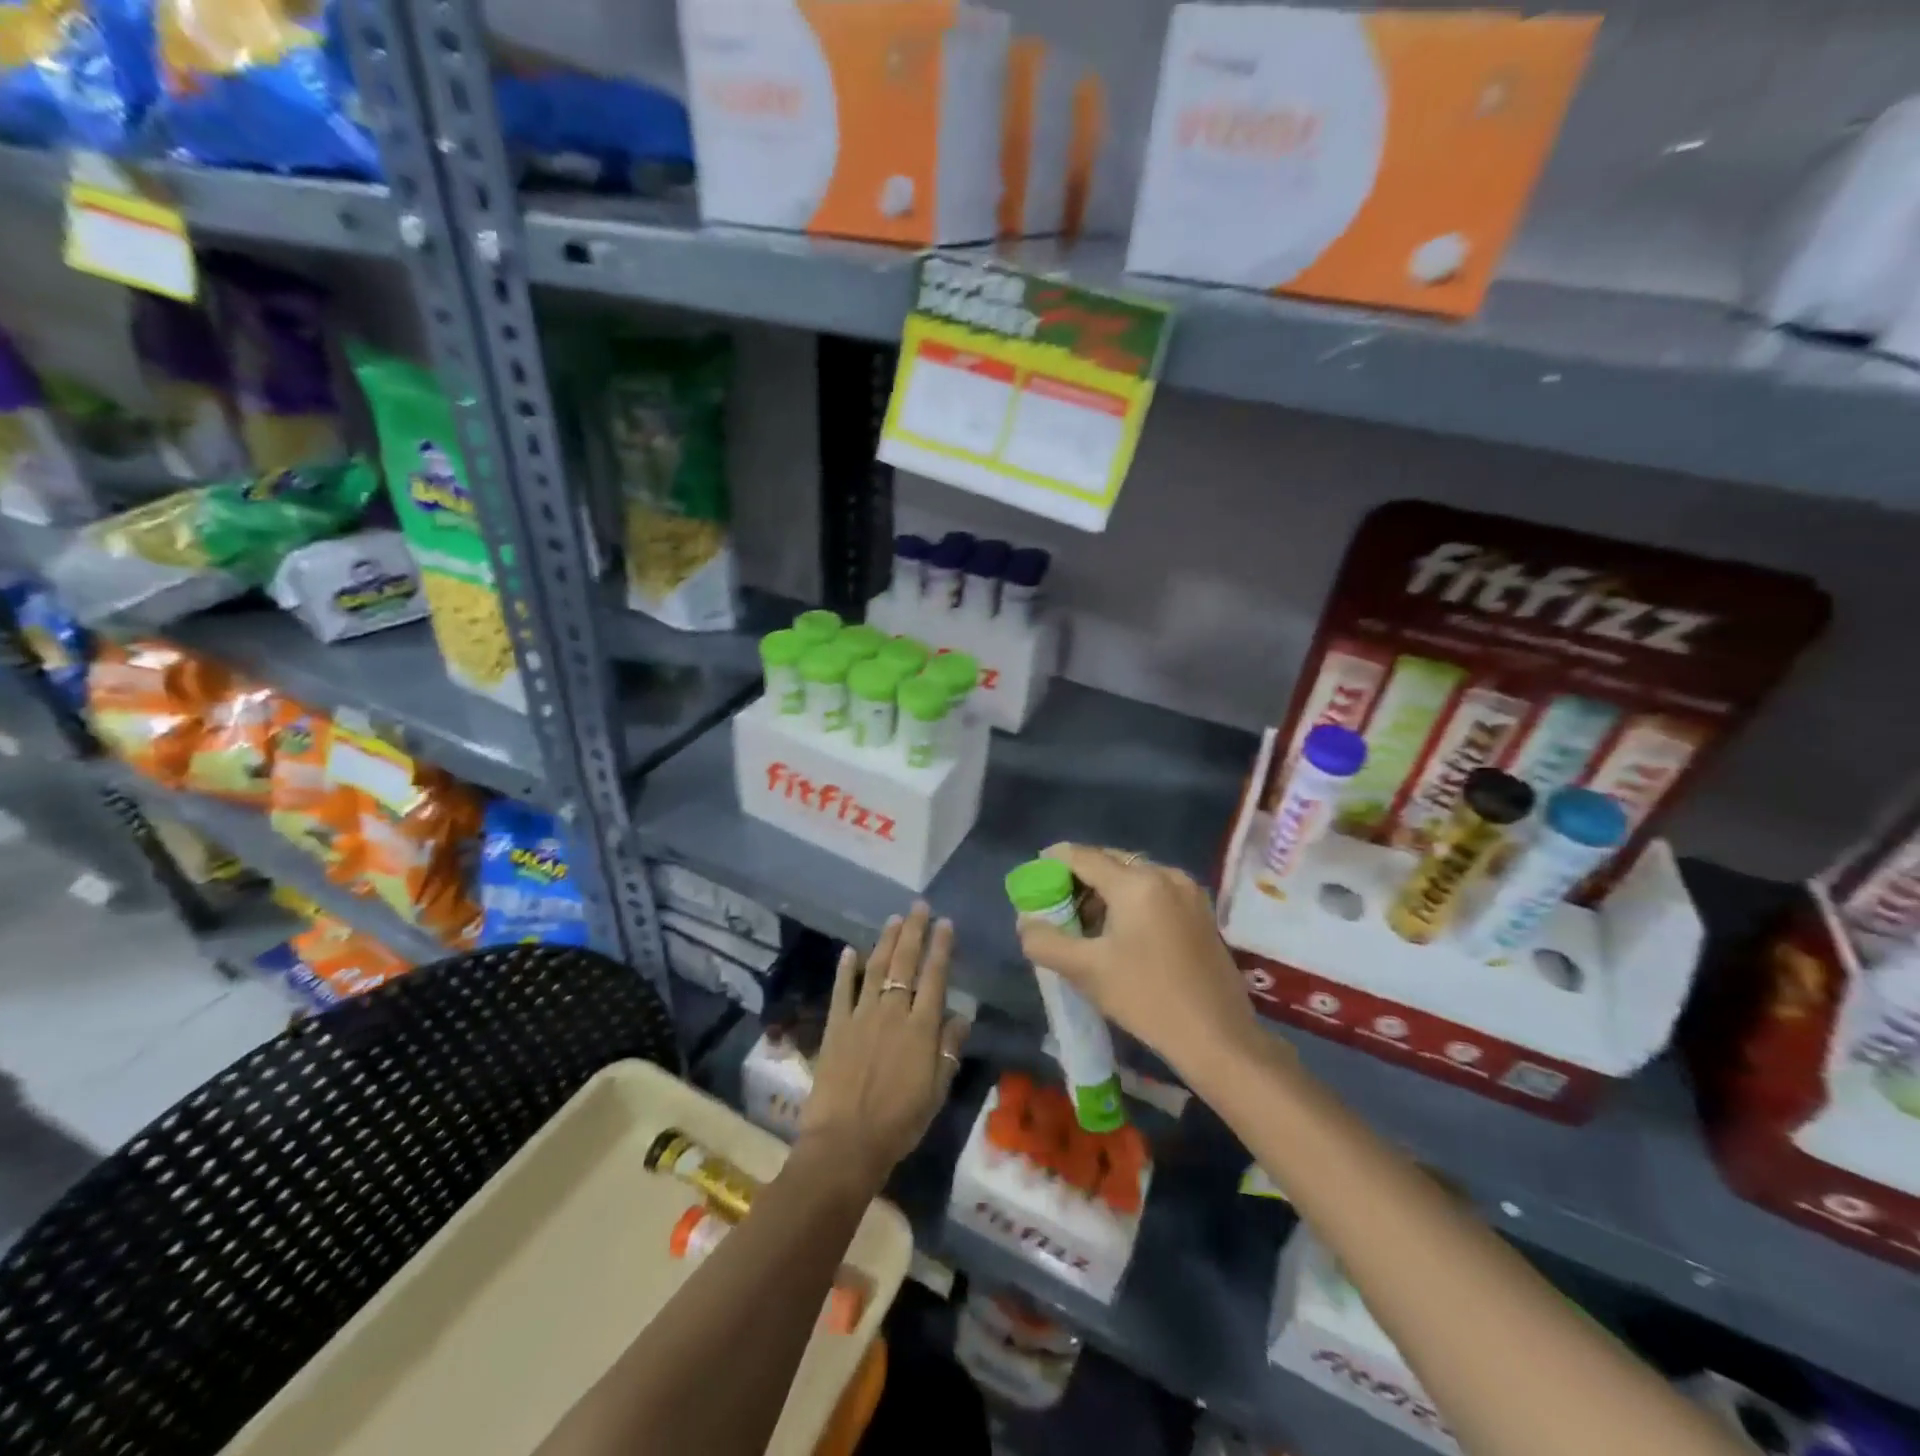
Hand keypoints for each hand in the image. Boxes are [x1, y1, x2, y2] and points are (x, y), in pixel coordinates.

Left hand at [798, 903, 969, 1191]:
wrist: (846, 1143)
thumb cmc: (899, 1122)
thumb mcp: (936, 1091)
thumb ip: (948, 1049)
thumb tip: (961, 1014)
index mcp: (921, 1028)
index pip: (935, 977)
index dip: (941, 947)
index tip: (945, 923)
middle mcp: (892, 1012)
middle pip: (905, 963)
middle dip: (914, 932)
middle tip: (919, 907)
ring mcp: (861, 1016)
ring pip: (876, 969)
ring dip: (885, 941)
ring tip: (894, 919)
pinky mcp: (836, 1026)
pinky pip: (842, 991)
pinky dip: (846, 969)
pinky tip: (850, 950)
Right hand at [1016, 843, 1264, 1083]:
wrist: (1218, 1038)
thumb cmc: (1147, 999)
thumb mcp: (1086, 971)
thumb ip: (1045, 941)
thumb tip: (1026, 922)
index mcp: (1137, 882)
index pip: (1083, 856)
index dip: (1053, 862)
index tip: (1034, 877)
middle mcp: (1165, 874)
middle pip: (1110, 861)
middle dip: (1079, 879)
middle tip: (1058, 906)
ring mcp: (1188, 891)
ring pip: (1133, 876)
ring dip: (1105, 892)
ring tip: (1086, 925)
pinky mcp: (1201, 912)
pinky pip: (1154, 891)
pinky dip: (1130, 901)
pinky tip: (1120, 933)